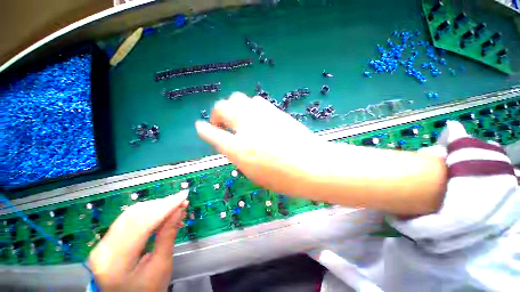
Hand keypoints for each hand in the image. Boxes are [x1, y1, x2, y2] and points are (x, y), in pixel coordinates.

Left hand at [88, 191, 188, 291]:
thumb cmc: (147, 291)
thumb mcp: (161, 267)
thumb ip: (168, 236)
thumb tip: (179, 211)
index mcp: (115, 261)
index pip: (142, 223)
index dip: (165, 207)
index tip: (183, 196)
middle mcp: (103, 248)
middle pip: (135, 215)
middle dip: (162, 204)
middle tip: (182, 201)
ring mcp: (103, 244)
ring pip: (132, 214)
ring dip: (156, 207)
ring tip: (175, 207)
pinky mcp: (107, 241)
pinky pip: (129, 220)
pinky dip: (149, 213)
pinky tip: (162, 214)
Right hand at [195, 92, 325, 193]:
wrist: (314, 165)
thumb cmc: (285, 179)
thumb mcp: (255, 174)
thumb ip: (240, 156)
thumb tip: (234, 145)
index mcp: (238, 149)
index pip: (212, 133)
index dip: (204, 129)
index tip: (200, 127)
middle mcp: (245, 127)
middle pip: (221, 107)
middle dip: (216, 114)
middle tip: (221, 123)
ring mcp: (261, 115)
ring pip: (238, 98)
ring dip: (234, 107)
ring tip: (240, 118)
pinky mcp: (274, 110)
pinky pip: (256, 101)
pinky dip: (250, 107)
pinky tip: (256, 116)